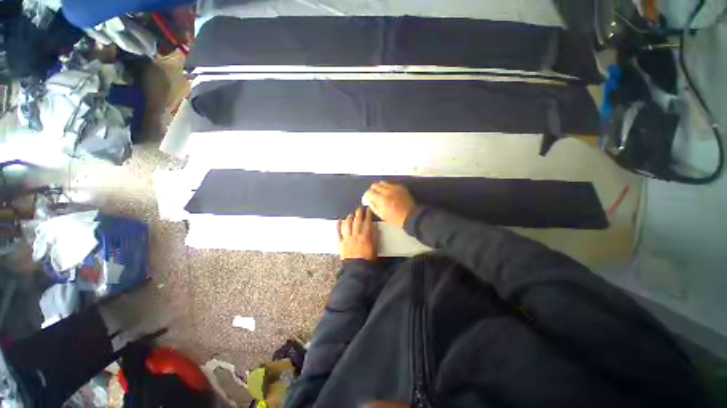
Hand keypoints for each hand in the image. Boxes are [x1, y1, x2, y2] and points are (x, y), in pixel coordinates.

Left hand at [337, 207, 377, 260]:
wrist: (357, 269)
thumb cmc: (368, 260)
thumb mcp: (375, 248)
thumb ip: (375, 237)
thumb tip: (374, 228)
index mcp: (365, 236)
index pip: (367, 222)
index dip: (368, 214)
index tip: (368, 209)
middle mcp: (356, 235)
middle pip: (357, 221)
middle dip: (359, 213)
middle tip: (360, 208)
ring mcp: (347, 238)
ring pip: (348, 225)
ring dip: (349, 218)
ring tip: (351, 214)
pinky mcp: (341, 243)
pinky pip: (338, 233)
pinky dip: (338, 226)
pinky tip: (338, 221)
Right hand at [364, 181, 416, 227]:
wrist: (411, 216)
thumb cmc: (395, 218)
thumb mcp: (381, 215)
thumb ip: (373, 206)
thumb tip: (369, 200)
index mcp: (381, 199)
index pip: (369, 192)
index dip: (367, 195)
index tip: (368, 198)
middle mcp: (386, 191)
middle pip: (374, 185)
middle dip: (372, 190)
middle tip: (374, 195)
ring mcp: (394, 187)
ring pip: (382, 182)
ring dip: (379, 187)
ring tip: (381, 193)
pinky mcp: (400, 186)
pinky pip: (390, 183)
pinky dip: (387, 186)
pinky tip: (389, 192)